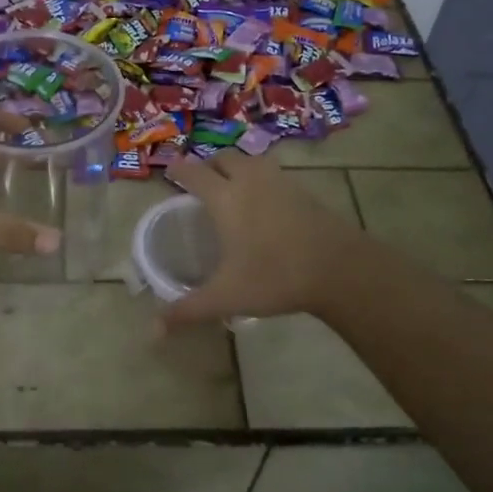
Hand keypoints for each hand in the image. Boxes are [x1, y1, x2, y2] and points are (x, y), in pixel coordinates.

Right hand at [160, 151, 361, 331]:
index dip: (178, 170)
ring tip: (232, 188)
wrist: (339, 269)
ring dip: (237, 168)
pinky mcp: (304, 191)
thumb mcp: (226, 297)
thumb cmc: (275, 277)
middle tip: (201, 182)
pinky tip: (264, 204)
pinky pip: (274, 175)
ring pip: (252, 162)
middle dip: (209, 165)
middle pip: (225, 159)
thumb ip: (187, 311)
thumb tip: (153, 332)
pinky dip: (261, 180)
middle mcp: (251, 182)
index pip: (194, 173)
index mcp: (225, 199)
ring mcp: (281, 183)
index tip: (169, 170)